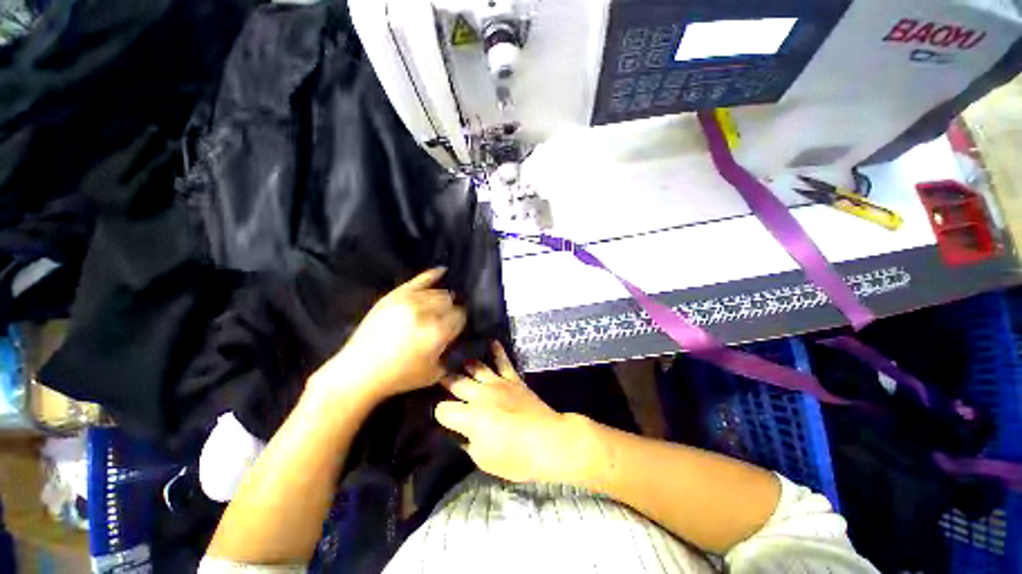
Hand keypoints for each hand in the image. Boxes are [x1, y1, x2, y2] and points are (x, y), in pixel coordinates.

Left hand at [311, 268, 466, 402]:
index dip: (459, 322)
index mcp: (438, 331)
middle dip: (450, 311)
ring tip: (437, 307)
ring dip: (441, 299)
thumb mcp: (434, 372)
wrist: (359, 371)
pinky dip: (433, 274)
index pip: (460, 316)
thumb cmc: (399, 377)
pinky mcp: (395, 296)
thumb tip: (458, 336)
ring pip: (438, 292)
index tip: (455, 328)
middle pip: (450, 302)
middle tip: (444, 320)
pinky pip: (419, 279)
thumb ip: (451, 353)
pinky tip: (442, 270)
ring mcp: (409, 301)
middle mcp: (426, 312)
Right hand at [435, 343, 584, 482]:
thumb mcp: (483, 459)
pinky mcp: (513, 379)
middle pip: (456, 382)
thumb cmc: (515, 457)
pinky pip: (503, 361)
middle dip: (445, 381)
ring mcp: (497, 383)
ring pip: (475, 367)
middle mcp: (480, 395)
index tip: (443, 416)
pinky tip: (491, 341)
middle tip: (437, 377)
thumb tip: (461, 432)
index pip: (443, 409)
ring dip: (465, 363)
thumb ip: (468, 442)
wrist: (547, 441)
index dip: (440, 413)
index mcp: (469, 417)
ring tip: (457, 358)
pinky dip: (497, 350)